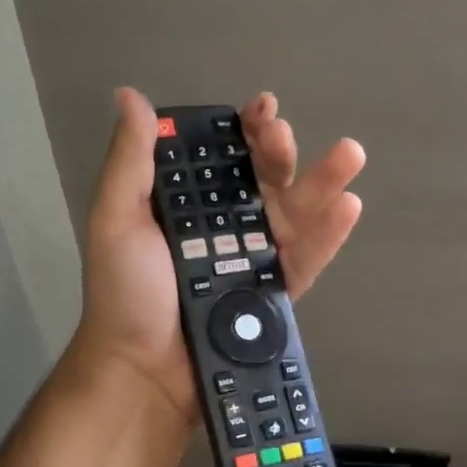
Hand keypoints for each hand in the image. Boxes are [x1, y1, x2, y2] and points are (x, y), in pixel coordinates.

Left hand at [70, 88, 365, 420]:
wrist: (143, 372)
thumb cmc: (125, 292)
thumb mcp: (116, 219)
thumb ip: (130, 161)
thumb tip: (130, 94)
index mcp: (189, 207)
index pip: (223, 159)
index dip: (244, 131)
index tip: (261, 108)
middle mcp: (225, 229)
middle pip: (264, 182)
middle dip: (280, 152)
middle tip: (285, 134)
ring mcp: (253, 262)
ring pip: (294, 215)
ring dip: (323, 183)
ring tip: (350, 154)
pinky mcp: (275, 296)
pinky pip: (306, 261)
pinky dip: (329, 235)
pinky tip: (348, 206)